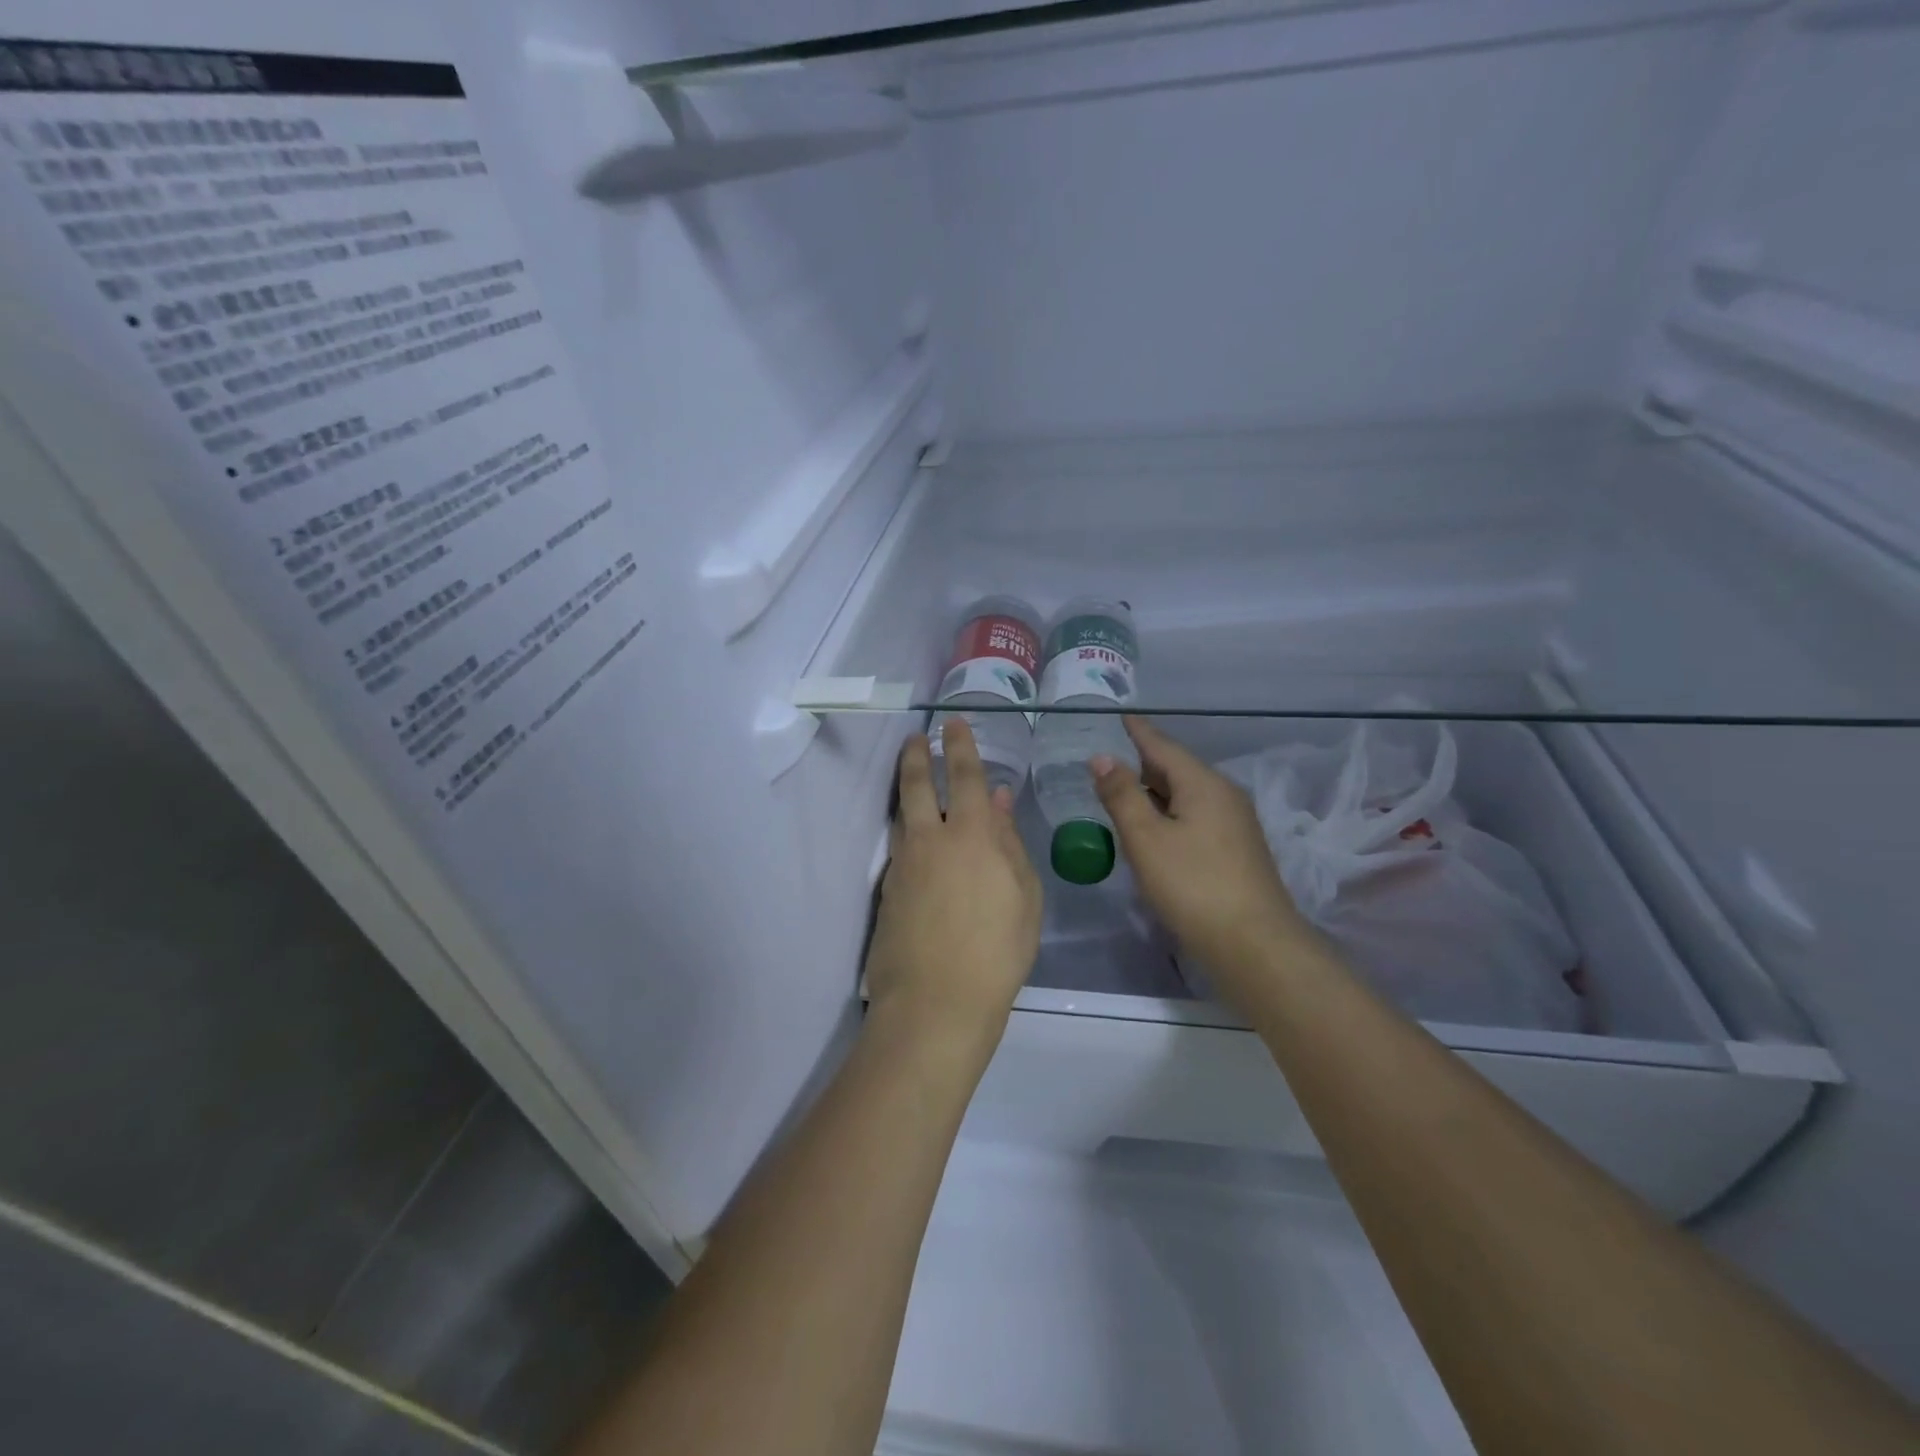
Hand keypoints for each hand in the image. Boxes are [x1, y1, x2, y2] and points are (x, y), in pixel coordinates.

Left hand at [864, 718, 1042, 1058]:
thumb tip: (997, 800)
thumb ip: (1008, 842)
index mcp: (970, 835)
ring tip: (910, 776)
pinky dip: (906, 831)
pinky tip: (915, 839)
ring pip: (901, 814)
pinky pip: (899, 847)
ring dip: (906, 789)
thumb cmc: (997, 951)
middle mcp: (930, 839)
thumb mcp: (1024, 896)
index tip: (952, 722)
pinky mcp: (887, 891)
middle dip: (917, 755)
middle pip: (917, 784)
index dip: (960, 745)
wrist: (935, 1003)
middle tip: (916, 737)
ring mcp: (903, 865)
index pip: (964, 775)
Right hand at [1093, 717, 1313, 989]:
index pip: (1163, 746)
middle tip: (1109, 757)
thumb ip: (1122, 795)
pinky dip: (1169, 812)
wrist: (1254, 945)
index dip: (1138, 731)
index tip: (1120, 716)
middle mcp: (1224, 795)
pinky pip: (1195, 815)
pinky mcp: (1236, 849)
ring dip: (1155, 790)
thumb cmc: (1193, 886)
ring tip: (1123, 790)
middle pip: (1177, 768)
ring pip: (1187, 794)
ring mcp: (1234, 823)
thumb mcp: (1146, 839)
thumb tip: (1102, 757)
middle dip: (1144, 761)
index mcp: (1203, 784)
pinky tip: (1153, 827)